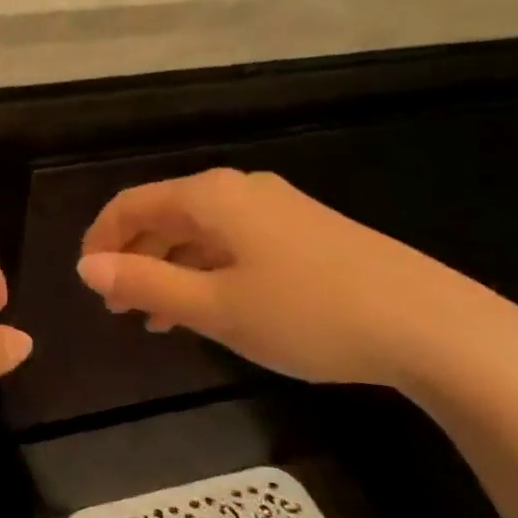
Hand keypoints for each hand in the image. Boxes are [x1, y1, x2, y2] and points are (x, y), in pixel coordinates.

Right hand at [76, 169, 515, 386]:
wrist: (431, 326)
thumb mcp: (213, 306)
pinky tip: (210, 308)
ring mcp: (278, 209)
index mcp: (211, 197)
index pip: (131, 204)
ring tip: (157, 318)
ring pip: (200, 232)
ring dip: (169, 269)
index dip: (100, 240)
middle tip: (119, 308)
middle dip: (134, 258)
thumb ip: (144, 283)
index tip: (87, 281)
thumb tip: (86, 266)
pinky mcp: (306, 232)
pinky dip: (206, 271)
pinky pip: (234, 244)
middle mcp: (241, 190)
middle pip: (165, 214)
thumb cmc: (307, 314)